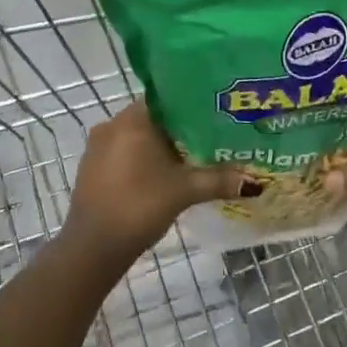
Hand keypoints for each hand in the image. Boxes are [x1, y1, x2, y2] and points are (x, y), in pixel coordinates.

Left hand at [65, 103, 252, 260]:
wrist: (93, 247)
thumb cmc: (140, 206)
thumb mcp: (184, 191)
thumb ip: (219, 180)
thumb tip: (255, 181)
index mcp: (133, 119)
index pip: (167, 99)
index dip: (192, 107)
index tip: (214, 116)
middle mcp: (112, 124)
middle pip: (154, 119)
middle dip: (180, 130)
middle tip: (210, 140)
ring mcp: (97, 147)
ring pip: (137, 138)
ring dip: (160, 147)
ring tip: (190, 160)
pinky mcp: (92, 168)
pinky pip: (123, 154)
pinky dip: (142, 160)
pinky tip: (162, 177)